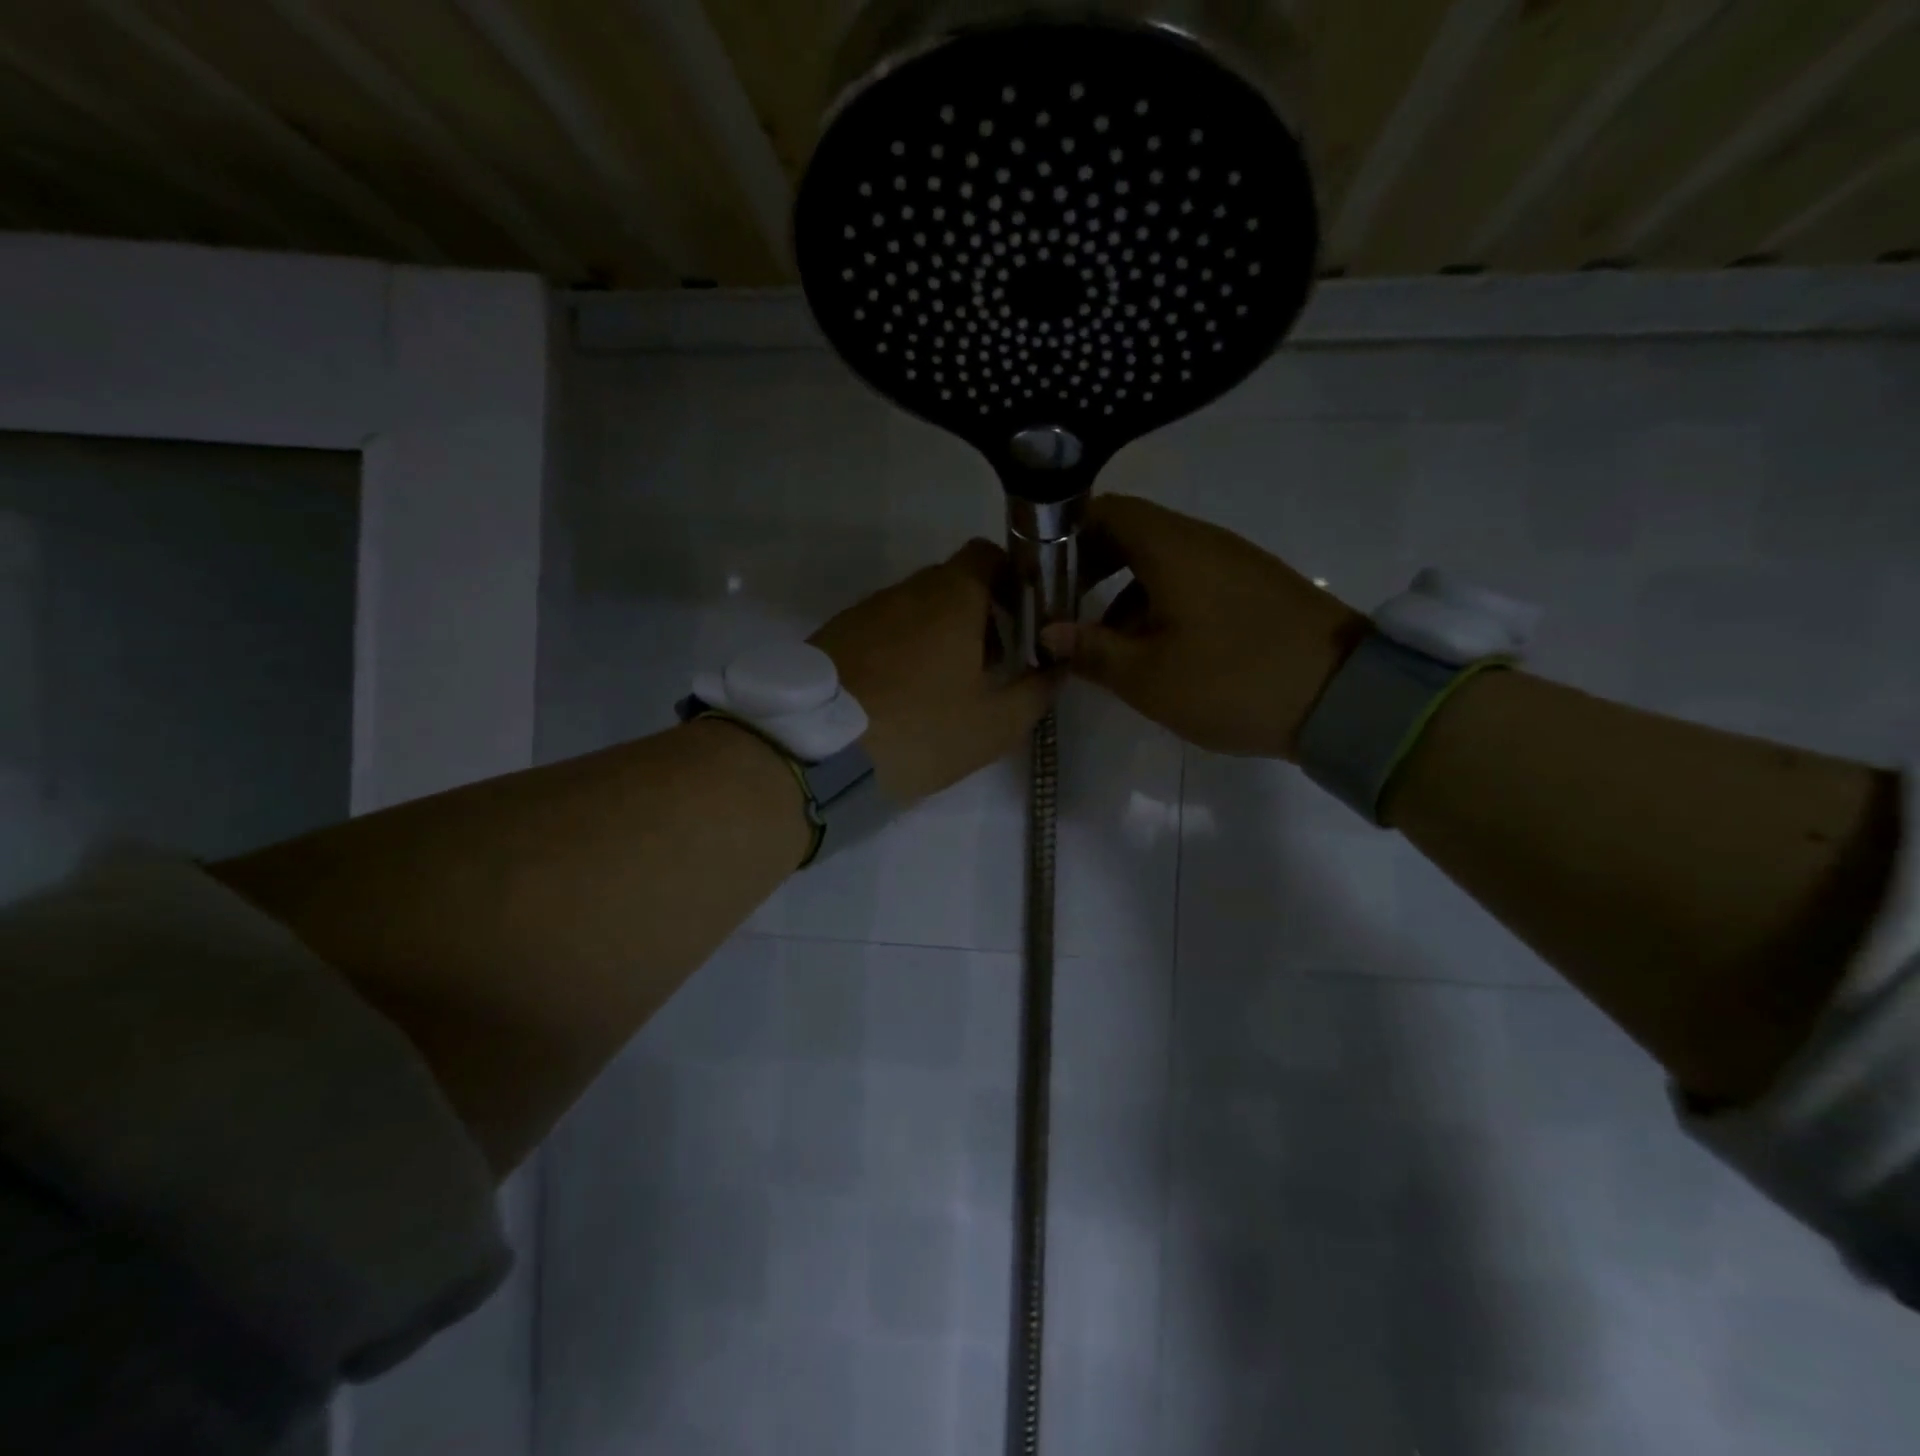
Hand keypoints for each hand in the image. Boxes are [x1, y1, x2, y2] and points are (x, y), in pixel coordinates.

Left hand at [811, 539, 1055, 801]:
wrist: (817, 751)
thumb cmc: (922, 731)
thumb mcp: (995, 724)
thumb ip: (1036, 691)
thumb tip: (1055, 668)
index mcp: (952, 597)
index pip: (988, 555)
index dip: (1011, 579)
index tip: (1023, 619)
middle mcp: (905, 590)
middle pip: (952, 583)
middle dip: (978, 614)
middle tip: (990, 664)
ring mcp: (864, 610)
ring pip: (914, 608)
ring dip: (937, 633)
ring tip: (942, 686)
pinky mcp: (833, 635)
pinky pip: (880, 629)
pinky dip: (900, 648)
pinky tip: (900, 694)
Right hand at [1039, 495, 1366, 760]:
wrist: (1344, 698)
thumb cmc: (1232, 680)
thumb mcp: (1148, 676)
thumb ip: (1092, 650)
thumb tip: (1049, 632)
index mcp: (1172, 548)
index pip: (1106, 510)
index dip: (1066, 534)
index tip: (1041, 572)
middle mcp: (1203, 541)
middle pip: (1132, 533)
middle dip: (1091, 567)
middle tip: (1065, 610)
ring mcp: (1234, 562)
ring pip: (1161, 560)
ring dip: (1124, 592)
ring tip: (1105, 642)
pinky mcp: (1255, 588)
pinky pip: (1192, 580)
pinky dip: (1159, 602)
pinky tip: (1155, 649)